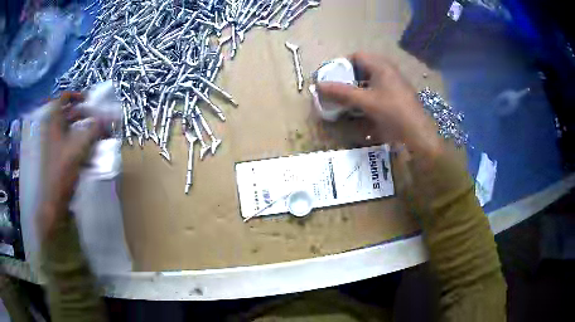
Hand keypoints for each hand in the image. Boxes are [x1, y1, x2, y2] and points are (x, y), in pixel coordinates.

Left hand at [39, 93, 103, 235]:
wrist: (54, 199)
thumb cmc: (63, 169)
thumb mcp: (80, 146)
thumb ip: (95, 129)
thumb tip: (112, 117)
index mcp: (55, 122)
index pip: (63, 98)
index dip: (76, 95)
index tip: (88, 99)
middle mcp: (54, 129)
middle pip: (69, 113)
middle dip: (85, 115)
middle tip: (98, 119)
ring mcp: (55, 144)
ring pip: (71, 129)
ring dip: (85, 130)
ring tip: (99, 136)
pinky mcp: (59, 157)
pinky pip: (71, 143)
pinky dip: (81, 143)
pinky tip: (91, 152)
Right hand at [317, 52, 441, 155]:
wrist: (417, 132)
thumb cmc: (392, 112)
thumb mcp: (365, 101)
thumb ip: (341, 92)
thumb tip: (318, 85)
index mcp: (381, 66)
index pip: (357, 55)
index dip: (343, 63)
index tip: (334, 76)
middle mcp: (389, 70)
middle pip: (365, 65)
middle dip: (350, 75)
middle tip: (340, 87)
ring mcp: (395, 82)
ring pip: (372, 77)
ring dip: (359, 84)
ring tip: (349, 96)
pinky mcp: (398, 93)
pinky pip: (380, 86)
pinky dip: (369, 91)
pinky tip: (365, 104)